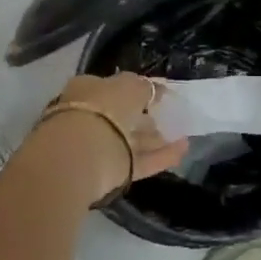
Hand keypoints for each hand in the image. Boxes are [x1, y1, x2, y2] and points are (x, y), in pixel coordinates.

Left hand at [24, 72, 188, 201]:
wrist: (77, 155)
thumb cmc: (101, 108)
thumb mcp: (127, 86)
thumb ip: (142, 87)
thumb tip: (153, 88)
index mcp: (86, 90)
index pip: (112, 88)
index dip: (135, 90)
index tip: (156, 95)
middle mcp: (89, 118)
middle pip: (120, 116)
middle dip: (141, 118)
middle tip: (166, 119)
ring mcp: (98, 147)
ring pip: (129, 140)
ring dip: (153, 139)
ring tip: (180, 137)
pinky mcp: (109, 173)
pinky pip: (139, 160)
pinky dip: (160, 156)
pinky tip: (183, 150)